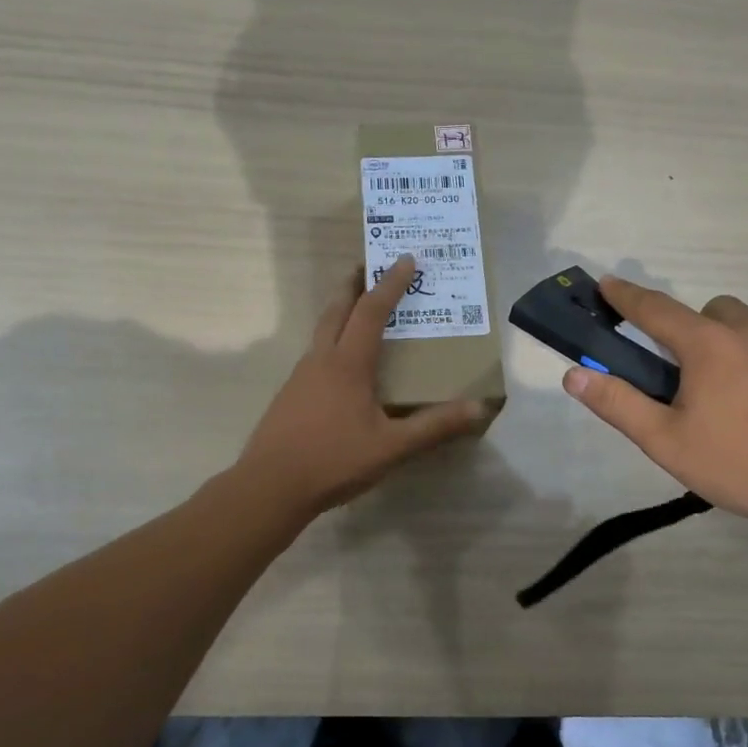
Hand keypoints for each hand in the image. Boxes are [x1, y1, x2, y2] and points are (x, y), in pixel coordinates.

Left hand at [238, 256, 488, 514]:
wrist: (269, 487)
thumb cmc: (334, 461)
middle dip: (354, 285)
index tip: (404, 259)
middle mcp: (321, 360)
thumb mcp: (391, 447)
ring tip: (358, 310)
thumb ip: (434, 427)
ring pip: (322, 331)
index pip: (372, 311)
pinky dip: (332, 340)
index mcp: (347, 364)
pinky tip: (340, 364)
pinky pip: (315, 354)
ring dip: (340, 311)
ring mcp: (300, 377)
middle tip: (367, 266)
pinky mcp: (290, 395)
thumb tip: (478, 409)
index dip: (390, 284)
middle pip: (337, 310)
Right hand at [562, 277, 747, 537]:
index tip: (607, 283)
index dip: (626, 297)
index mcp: (709, 345)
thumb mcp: (666, 441)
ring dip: (729, 345)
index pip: (656, 309)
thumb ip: (617, 404)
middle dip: (690, 327)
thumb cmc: (741, 464)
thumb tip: (574, 375)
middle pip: (711, 311)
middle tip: (683, 372)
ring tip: (726, 396)